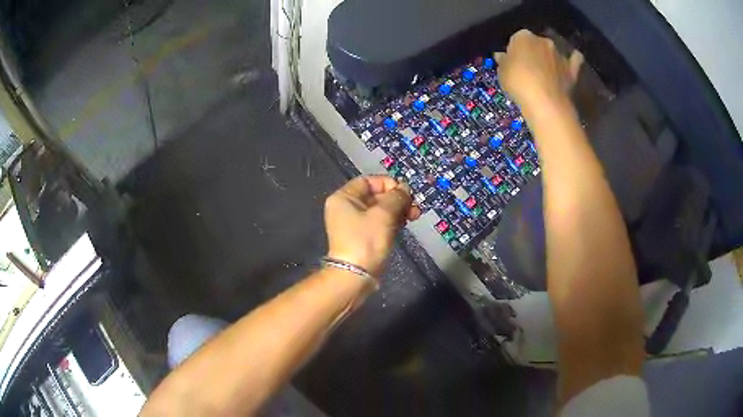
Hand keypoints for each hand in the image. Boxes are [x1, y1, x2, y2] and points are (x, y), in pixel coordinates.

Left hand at [324, 176, 420, 275]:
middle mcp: (346, 208)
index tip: (404, 192)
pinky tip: (405, 224)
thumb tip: (404, 188)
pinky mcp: (363, 237)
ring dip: (398, 210)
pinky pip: (379, 223)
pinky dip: (392, 221)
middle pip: (376, 196)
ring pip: (380, 210)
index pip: (368, 181)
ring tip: (415, 215)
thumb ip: (396, 197)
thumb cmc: (366, 240)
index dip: (388, 183)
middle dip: (397, 199)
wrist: (356, 275)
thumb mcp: (383, 214)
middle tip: (414, 206)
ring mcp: (354, 224)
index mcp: (344, 198)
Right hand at [495, 29, 582, 109]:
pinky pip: (574, 60)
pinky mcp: (572, 69)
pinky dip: (574, 59)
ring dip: (550, 58)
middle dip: (533, 52)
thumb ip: (504, 61)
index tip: (512, 62)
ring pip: (553, 52)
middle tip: (528, 68)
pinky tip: (572, 61)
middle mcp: (542, 40)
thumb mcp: (502, 72)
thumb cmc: (518, 82)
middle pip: (536, 44)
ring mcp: (559, 54)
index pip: (516, 39)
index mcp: (523, 36)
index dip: (514, 51)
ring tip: (546, 72)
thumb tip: (502, 56)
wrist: (544, 101)